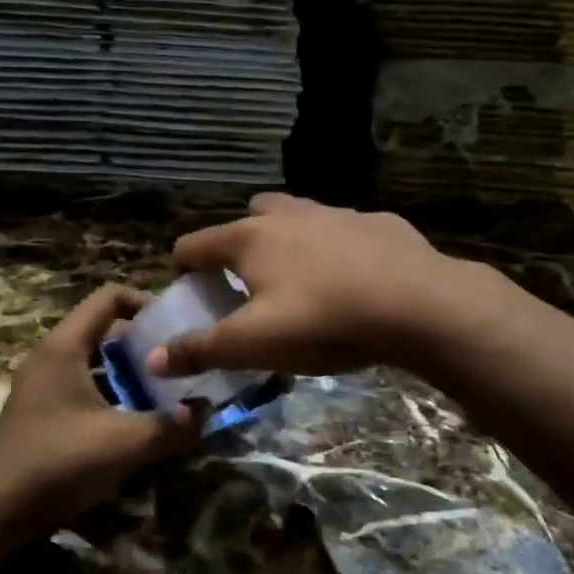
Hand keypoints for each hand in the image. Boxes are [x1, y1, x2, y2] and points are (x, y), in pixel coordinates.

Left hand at [0, 285, 193, 550]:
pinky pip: (81, 388)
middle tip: (177, 362)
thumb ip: (171, 426)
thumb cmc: (58, 463)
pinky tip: (133, 423)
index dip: (145, 302)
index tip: (176, 326)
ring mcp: (40, 385)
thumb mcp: (124, 443)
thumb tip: (206, 413)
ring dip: (127, 373)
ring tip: (164, 392)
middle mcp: (49, 357)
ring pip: (93, 363)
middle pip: (102, 330)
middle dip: (142, 343)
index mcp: (64, 347)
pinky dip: (109, 395)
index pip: (108, 297)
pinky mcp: (39, 413)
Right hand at [146, 193, 497, 378]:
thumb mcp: (256, 344)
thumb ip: (202, 349)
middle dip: (239, 245)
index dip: (182, 270)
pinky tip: (356, 280)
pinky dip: (338, 248)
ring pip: (298, 217)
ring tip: (302, 282)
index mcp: (250, 239)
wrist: (420, 304)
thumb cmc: (325, 320)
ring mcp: (336, 214)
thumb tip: (153, 360)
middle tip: (249, 284)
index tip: (191, 295)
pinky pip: (344, 231)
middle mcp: (288, 214)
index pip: (194, 244)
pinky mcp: (378, 222)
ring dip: (288, 241)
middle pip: (247, 217)